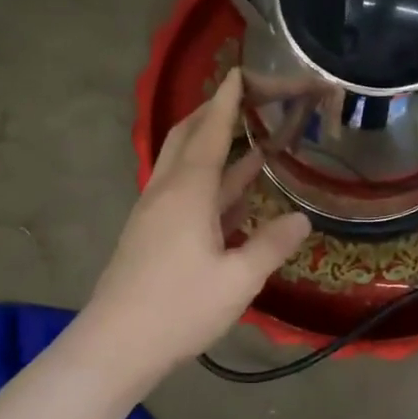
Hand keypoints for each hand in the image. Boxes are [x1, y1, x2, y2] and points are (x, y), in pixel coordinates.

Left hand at [81, 69, 311, 381]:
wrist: (115, 346)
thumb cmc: (179, 307)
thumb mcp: (238, 279)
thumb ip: (272, 244)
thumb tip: (302, 219)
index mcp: (188, 191)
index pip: (211, 132)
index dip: (227, 102)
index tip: (240, 73)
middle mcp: (167, 192)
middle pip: (187, 138)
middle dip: (212, 114)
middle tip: (242, 99)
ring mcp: (154, 213)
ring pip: (184, 166)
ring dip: (213, 149)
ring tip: (248, 141)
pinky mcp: (150, 235)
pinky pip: (183, 193)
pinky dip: (209, 184)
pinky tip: (232, 198)